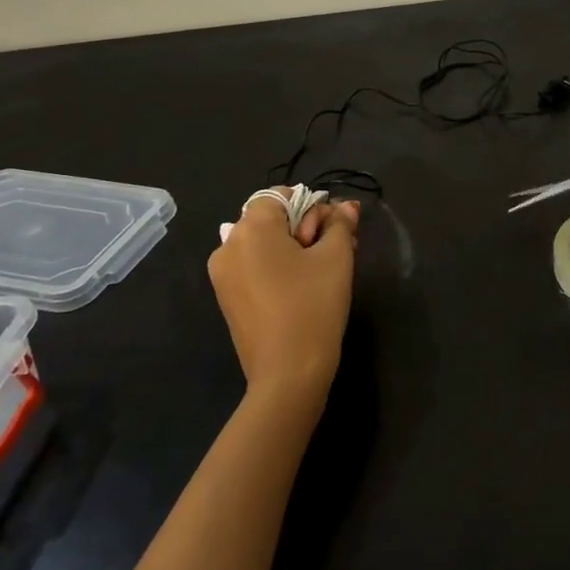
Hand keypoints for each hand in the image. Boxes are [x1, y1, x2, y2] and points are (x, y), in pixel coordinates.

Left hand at [207, 193, 359, 402]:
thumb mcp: (336, 258)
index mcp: (251, 229)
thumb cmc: (313, 306)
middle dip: (306, 227)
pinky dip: (278, 268)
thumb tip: (346, 207)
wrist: (288, 374)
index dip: (311, 206)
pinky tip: (303, 287)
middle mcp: (228, 245)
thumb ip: (340, 225)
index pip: (280, 196)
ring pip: (264, 245)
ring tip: (324, 270)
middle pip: (271, 219)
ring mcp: (223, 275)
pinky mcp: (228, 299)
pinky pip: (254, 268)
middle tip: (338, 249)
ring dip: (294, 248)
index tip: (333, 231)